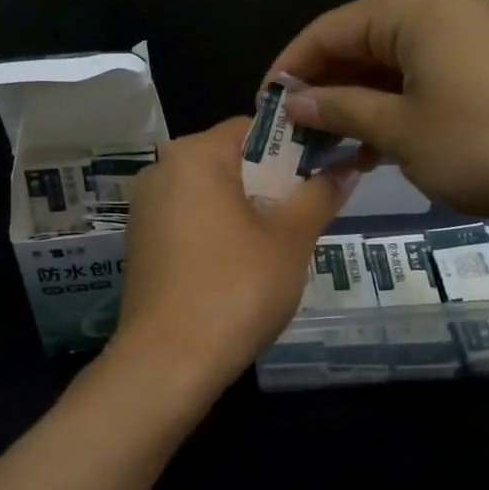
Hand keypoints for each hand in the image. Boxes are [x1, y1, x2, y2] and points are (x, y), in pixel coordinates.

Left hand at [111, 118, 349, 389]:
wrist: (169, 362)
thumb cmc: (236, 288)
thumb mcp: (290, 239)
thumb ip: (319, 195)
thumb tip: (347, 168)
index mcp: (195, 155)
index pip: (254, 127)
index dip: (295, 145)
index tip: (324, 171)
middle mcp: (161, 170)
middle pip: (229, 160)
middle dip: (271, 180)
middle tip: (306, 212)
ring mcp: (145, 210)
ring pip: (209, 192)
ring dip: (246, 208)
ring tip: (279, 243)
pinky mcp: (141, 244)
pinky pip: (189, 220)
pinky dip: (218, 230)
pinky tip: (240, 265)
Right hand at [269, 0, 488, 244]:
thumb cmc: (479, 145)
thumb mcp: (399, 130)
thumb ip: (340, 109)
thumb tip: (292, 101)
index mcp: (413, 5)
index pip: (329, 29)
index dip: (291, 67)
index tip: (263, 105)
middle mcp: (439, 3)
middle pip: (360, 42)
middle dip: (324, 87)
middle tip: (292, 130)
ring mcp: (467, 29)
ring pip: (389, 62)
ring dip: (356, 101)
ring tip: (324, 144)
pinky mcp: (486, 58)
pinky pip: (420, 73)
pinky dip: (392, 104)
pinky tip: (369, 144)